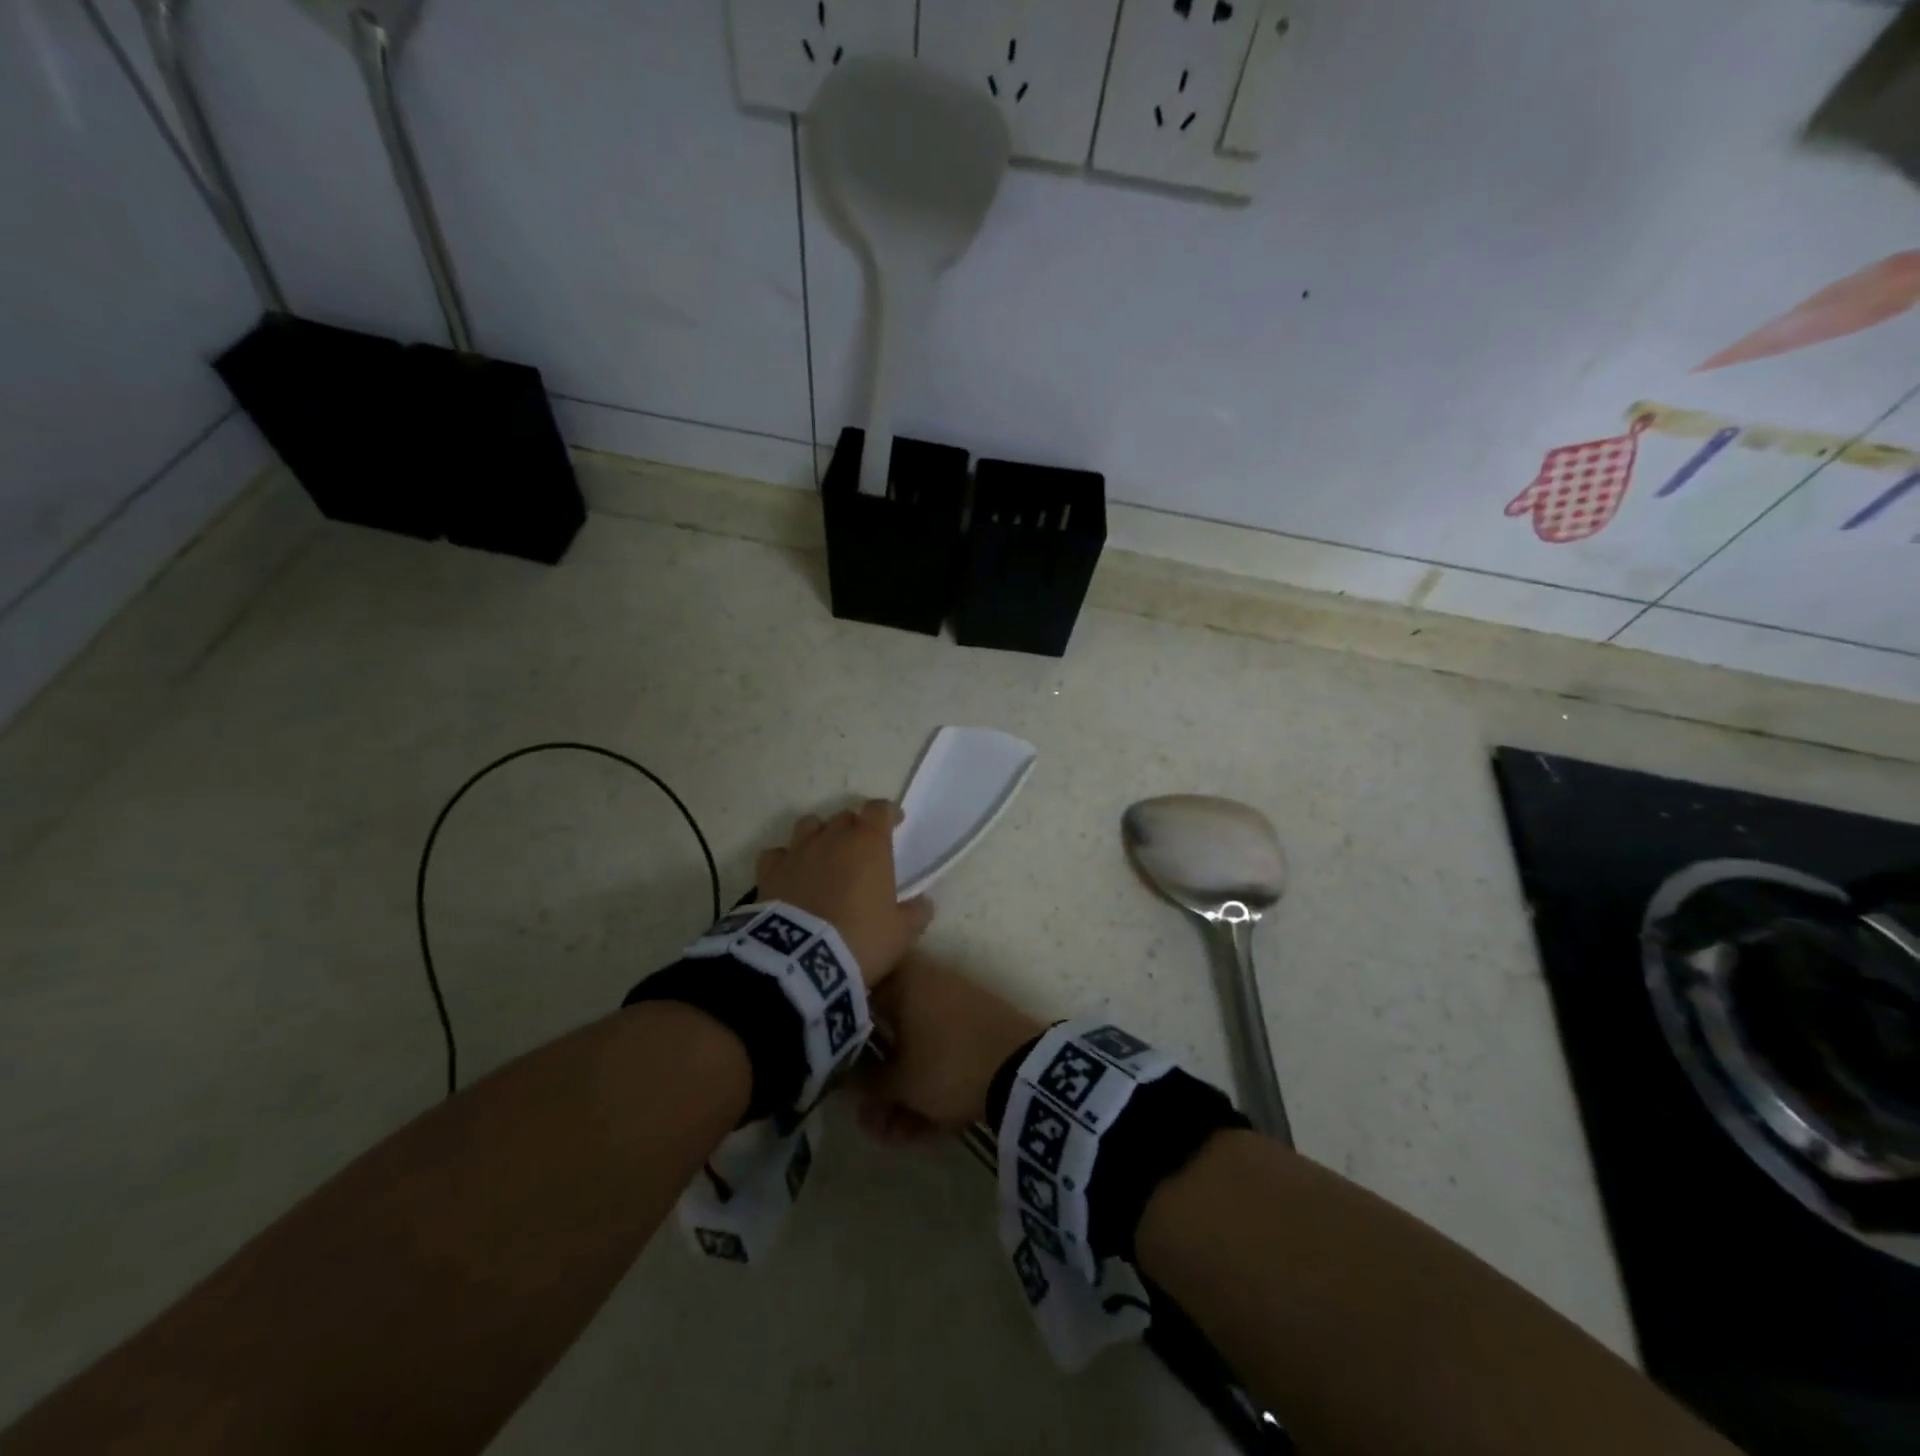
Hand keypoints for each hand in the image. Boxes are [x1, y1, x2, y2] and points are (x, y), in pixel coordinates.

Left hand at [755, 800, 931, 988]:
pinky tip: (790, 875)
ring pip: (809, 825)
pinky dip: (785, 860)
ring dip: (820, 836)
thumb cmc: (861, 939)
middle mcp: (832, 837)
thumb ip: (916, 913)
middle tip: (860, 851)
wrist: (802, 959)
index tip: (895, 823)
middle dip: (854, 828)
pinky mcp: (769, 871)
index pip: (879, 809)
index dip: (888, 814)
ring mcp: (798, 851)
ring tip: (824, 857)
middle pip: (845, 817)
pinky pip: (777, 854)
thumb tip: (923, 903)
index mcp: (868, 843)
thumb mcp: (901, 933)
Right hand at [859, 957, 1044, 1139]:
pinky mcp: (979, 1027)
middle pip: (889, 1033)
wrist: (1024, 1068)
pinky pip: (943, 1055)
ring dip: (903, 1093)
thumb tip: (846, 1081)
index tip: (839, 1072)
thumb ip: (867, 1083)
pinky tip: (922, 1130)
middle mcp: (929, 983)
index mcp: (904, 980)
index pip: (862, 998)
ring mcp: (957, 1005)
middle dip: (878, 1082)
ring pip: (917, 1049)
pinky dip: (931, 1088)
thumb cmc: (949, 1064)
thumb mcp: (901, 1082)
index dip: (846, 1040)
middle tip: (871, 1122)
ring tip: (893, 1137)